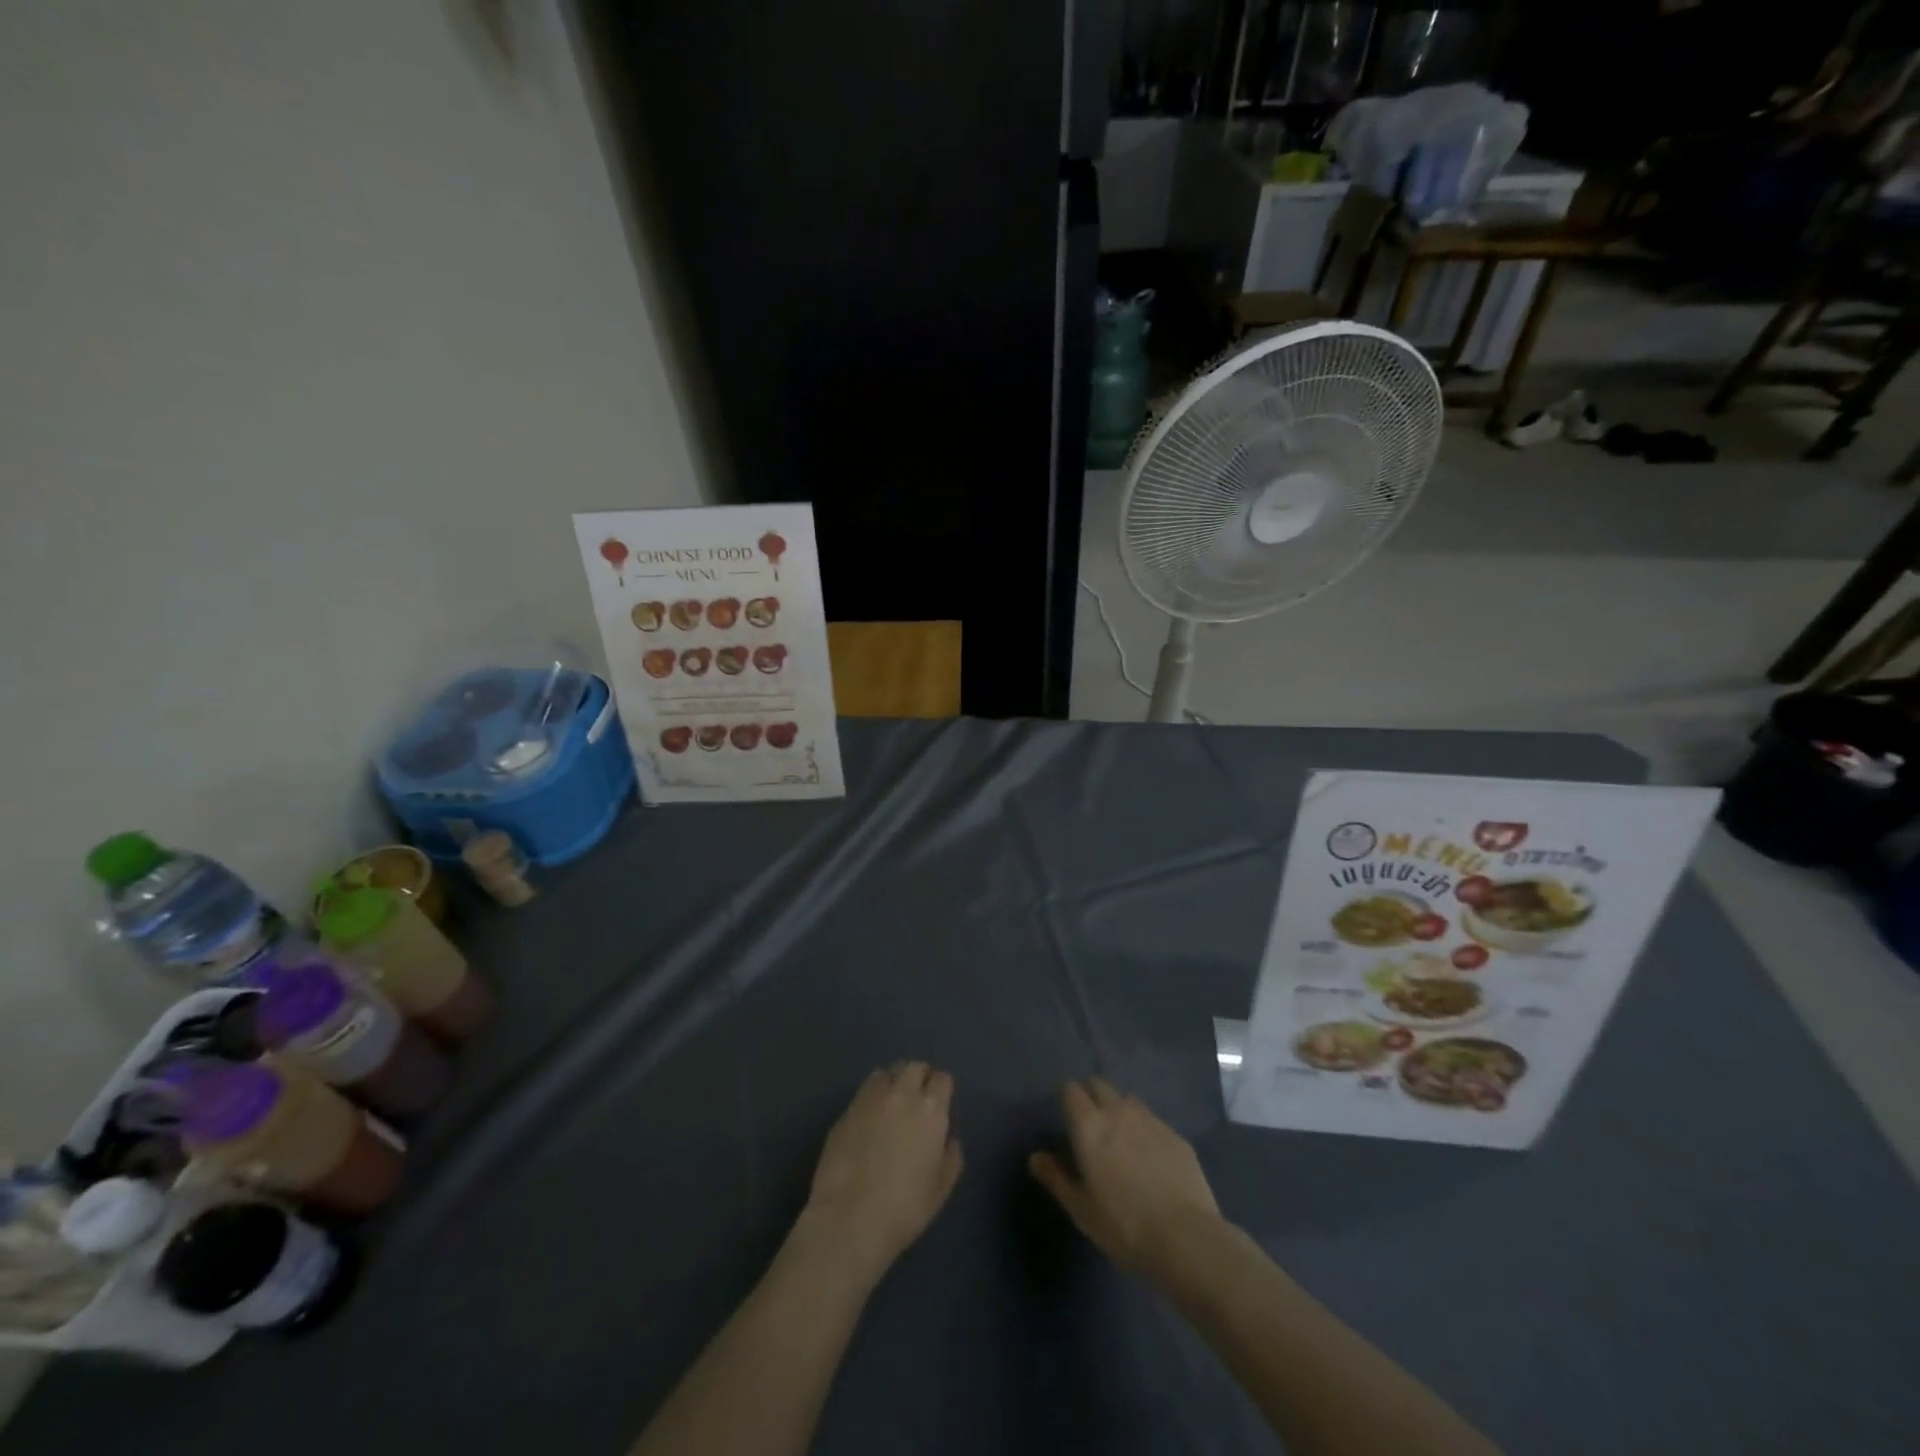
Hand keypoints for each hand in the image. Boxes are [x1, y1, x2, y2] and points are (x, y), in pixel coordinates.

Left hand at [797, 1062, 963, 1290]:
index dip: (942, 1090)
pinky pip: (864, 1091)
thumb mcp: (942, 1187)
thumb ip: (951, 1154)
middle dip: (919, 1078)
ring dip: (893, 1083)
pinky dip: (871, 1097)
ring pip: (887, 1073)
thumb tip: (946, 1136)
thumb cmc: (904, 1207)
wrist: (849, 1217)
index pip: (942, 1079)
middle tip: (917, 1102)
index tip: (939, 1106)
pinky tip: (869, 1120)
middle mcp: (902, 1093)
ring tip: (891, 1106)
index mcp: (931, 1109)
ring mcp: (870, 1098)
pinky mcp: (846, 1110)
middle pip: (914, 1067)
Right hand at [1028, 1077, 1220, 1283]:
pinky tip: (1150, 1159)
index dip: (1066, 1097)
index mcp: (1090, 1125)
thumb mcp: (1081, 1209)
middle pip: (1099, 1084)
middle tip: (1091, 1125)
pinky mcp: (1176, 1135)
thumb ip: (1055, 1178)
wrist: (1185, 1238)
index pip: (1071, 1090)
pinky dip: (1145, 1130)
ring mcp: (1150, 1120)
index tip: (1065, 1114)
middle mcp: (1118, 1111)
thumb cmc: (1123, 1226)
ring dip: (1119, 1110)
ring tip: (1121, 1139)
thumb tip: (1035, 1157)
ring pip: (1128, 1100)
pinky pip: (1152, 1121)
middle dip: (1091, 1095)